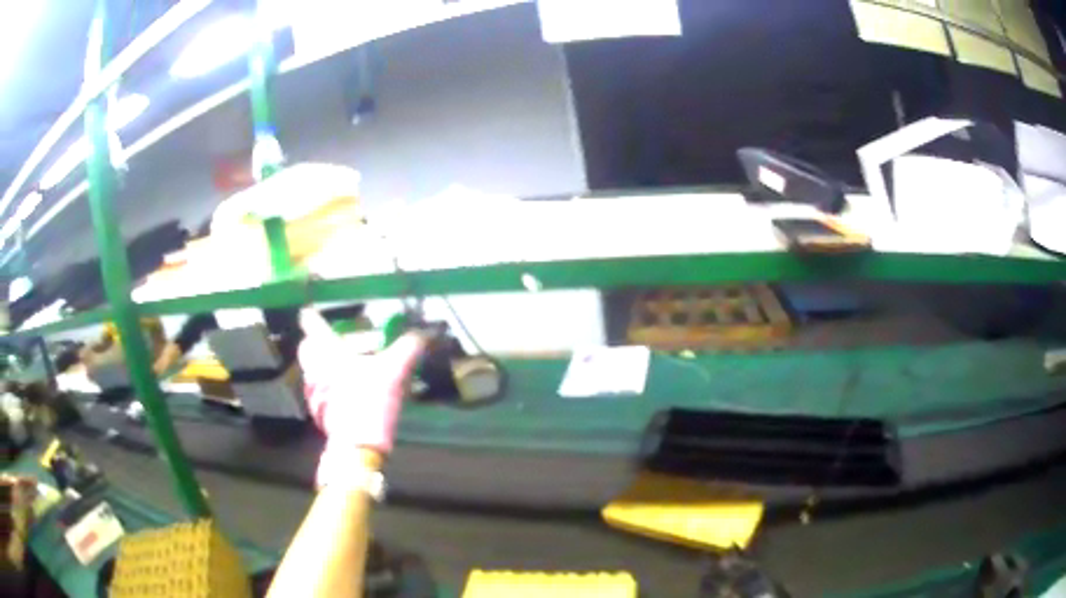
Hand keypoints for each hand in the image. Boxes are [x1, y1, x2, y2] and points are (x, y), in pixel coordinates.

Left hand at [298, 309, 424, 483]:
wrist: (358, 444)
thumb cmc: (370, 399)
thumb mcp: (394, 371)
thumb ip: (408, 348)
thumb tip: (423, 333)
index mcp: (329, 352)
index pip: (313, 327)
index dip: (311, 317)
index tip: (307, 311)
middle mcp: (316, 369)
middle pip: (306, 349)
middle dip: (314, 342)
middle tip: (329, 341)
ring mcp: (315, 391)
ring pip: (311, 370)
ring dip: (320, 364)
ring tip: (340, 365)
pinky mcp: (320, 411)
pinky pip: (318, 389)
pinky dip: (327, 384)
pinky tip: (344, 390)